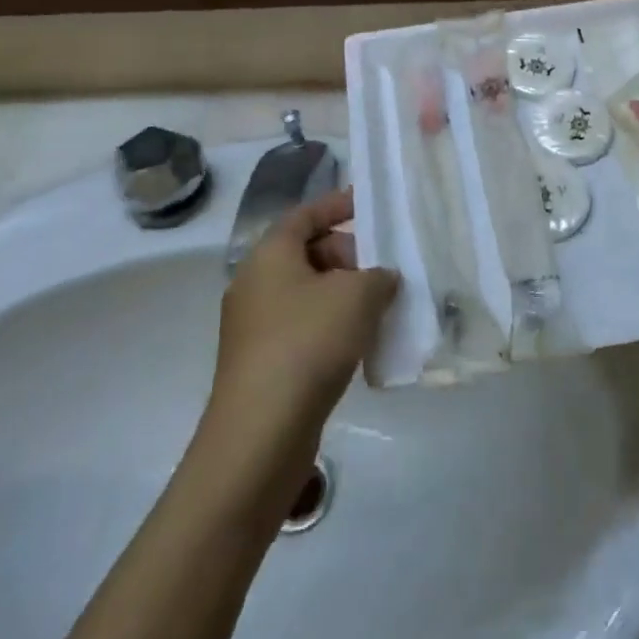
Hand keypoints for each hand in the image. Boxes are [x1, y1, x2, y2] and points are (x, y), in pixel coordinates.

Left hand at [203, 191, 397, 480]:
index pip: (306, 214)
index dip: (337, 205)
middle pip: (307, 253)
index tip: (368, 204)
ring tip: (381, 306)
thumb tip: (382, 279)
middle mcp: (255, 282)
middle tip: (384, 268)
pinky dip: (331, 325)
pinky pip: (302, 326)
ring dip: (343, 294)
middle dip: (348, 255)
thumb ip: (379, 276)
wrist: (260, 434)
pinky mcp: (261, 362)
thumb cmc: (308, 343)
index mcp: (270, 254)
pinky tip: (360, 343)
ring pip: (307, 293)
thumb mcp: (358, 296)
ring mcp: (254, 325)